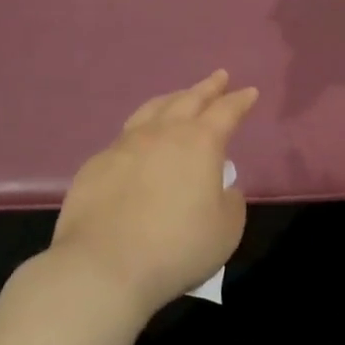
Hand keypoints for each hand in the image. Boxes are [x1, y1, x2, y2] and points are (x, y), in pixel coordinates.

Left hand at [50, 71, 259, 317]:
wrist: (103, 267)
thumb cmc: (177, 247)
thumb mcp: (226, 229)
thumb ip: (230, 200)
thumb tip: (221, 186)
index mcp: (200, 143)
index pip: (226, 111)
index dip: (240, 101)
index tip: (249, 92)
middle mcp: (162, 134)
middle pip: (188, 100)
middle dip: (207, 88)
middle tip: (218, 77)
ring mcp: (124, 146)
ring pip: (151, 110)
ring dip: (171, 100)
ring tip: (179, 97)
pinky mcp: (95, 165)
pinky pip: (124, 138)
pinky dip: (140, 132)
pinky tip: (138, 143)